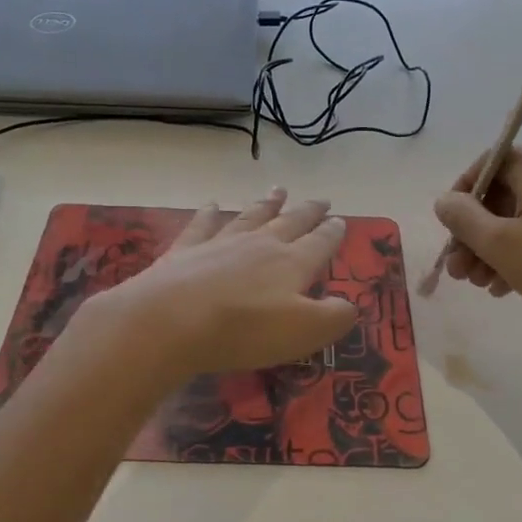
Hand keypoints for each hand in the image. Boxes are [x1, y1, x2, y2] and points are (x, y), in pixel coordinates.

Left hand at [83, 189, 358, 377]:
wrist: (171, 320)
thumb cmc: (244, 330)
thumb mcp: (303, 331)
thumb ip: (332, 317)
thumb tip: (350, 305)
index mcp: (292, 263)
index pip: (319, 243)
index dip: (332, 233)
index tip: (340, 220)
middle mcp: (259, 245)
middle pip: (289, 223)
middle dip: (307, 212)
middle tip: (321, 199)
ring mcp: (220, 243)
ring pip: (250, 217)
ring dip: (266, 204)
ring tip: (279, 190)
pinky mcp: (185, 251)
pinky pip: (202, 225)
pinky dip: (208, 213)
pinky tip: (211, 204)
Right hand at [434, 146, 521, 339]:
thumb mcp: (499, 245)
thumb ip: (463, 218)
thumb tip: (445, 200)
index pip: (492, 161)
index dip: (464, 191)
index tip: (449, 226)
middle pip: (507, 193)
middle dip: (476, 232)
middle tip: (458, 269)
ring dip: (496, 247)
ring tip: (479, 284)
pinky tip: (506, 286)